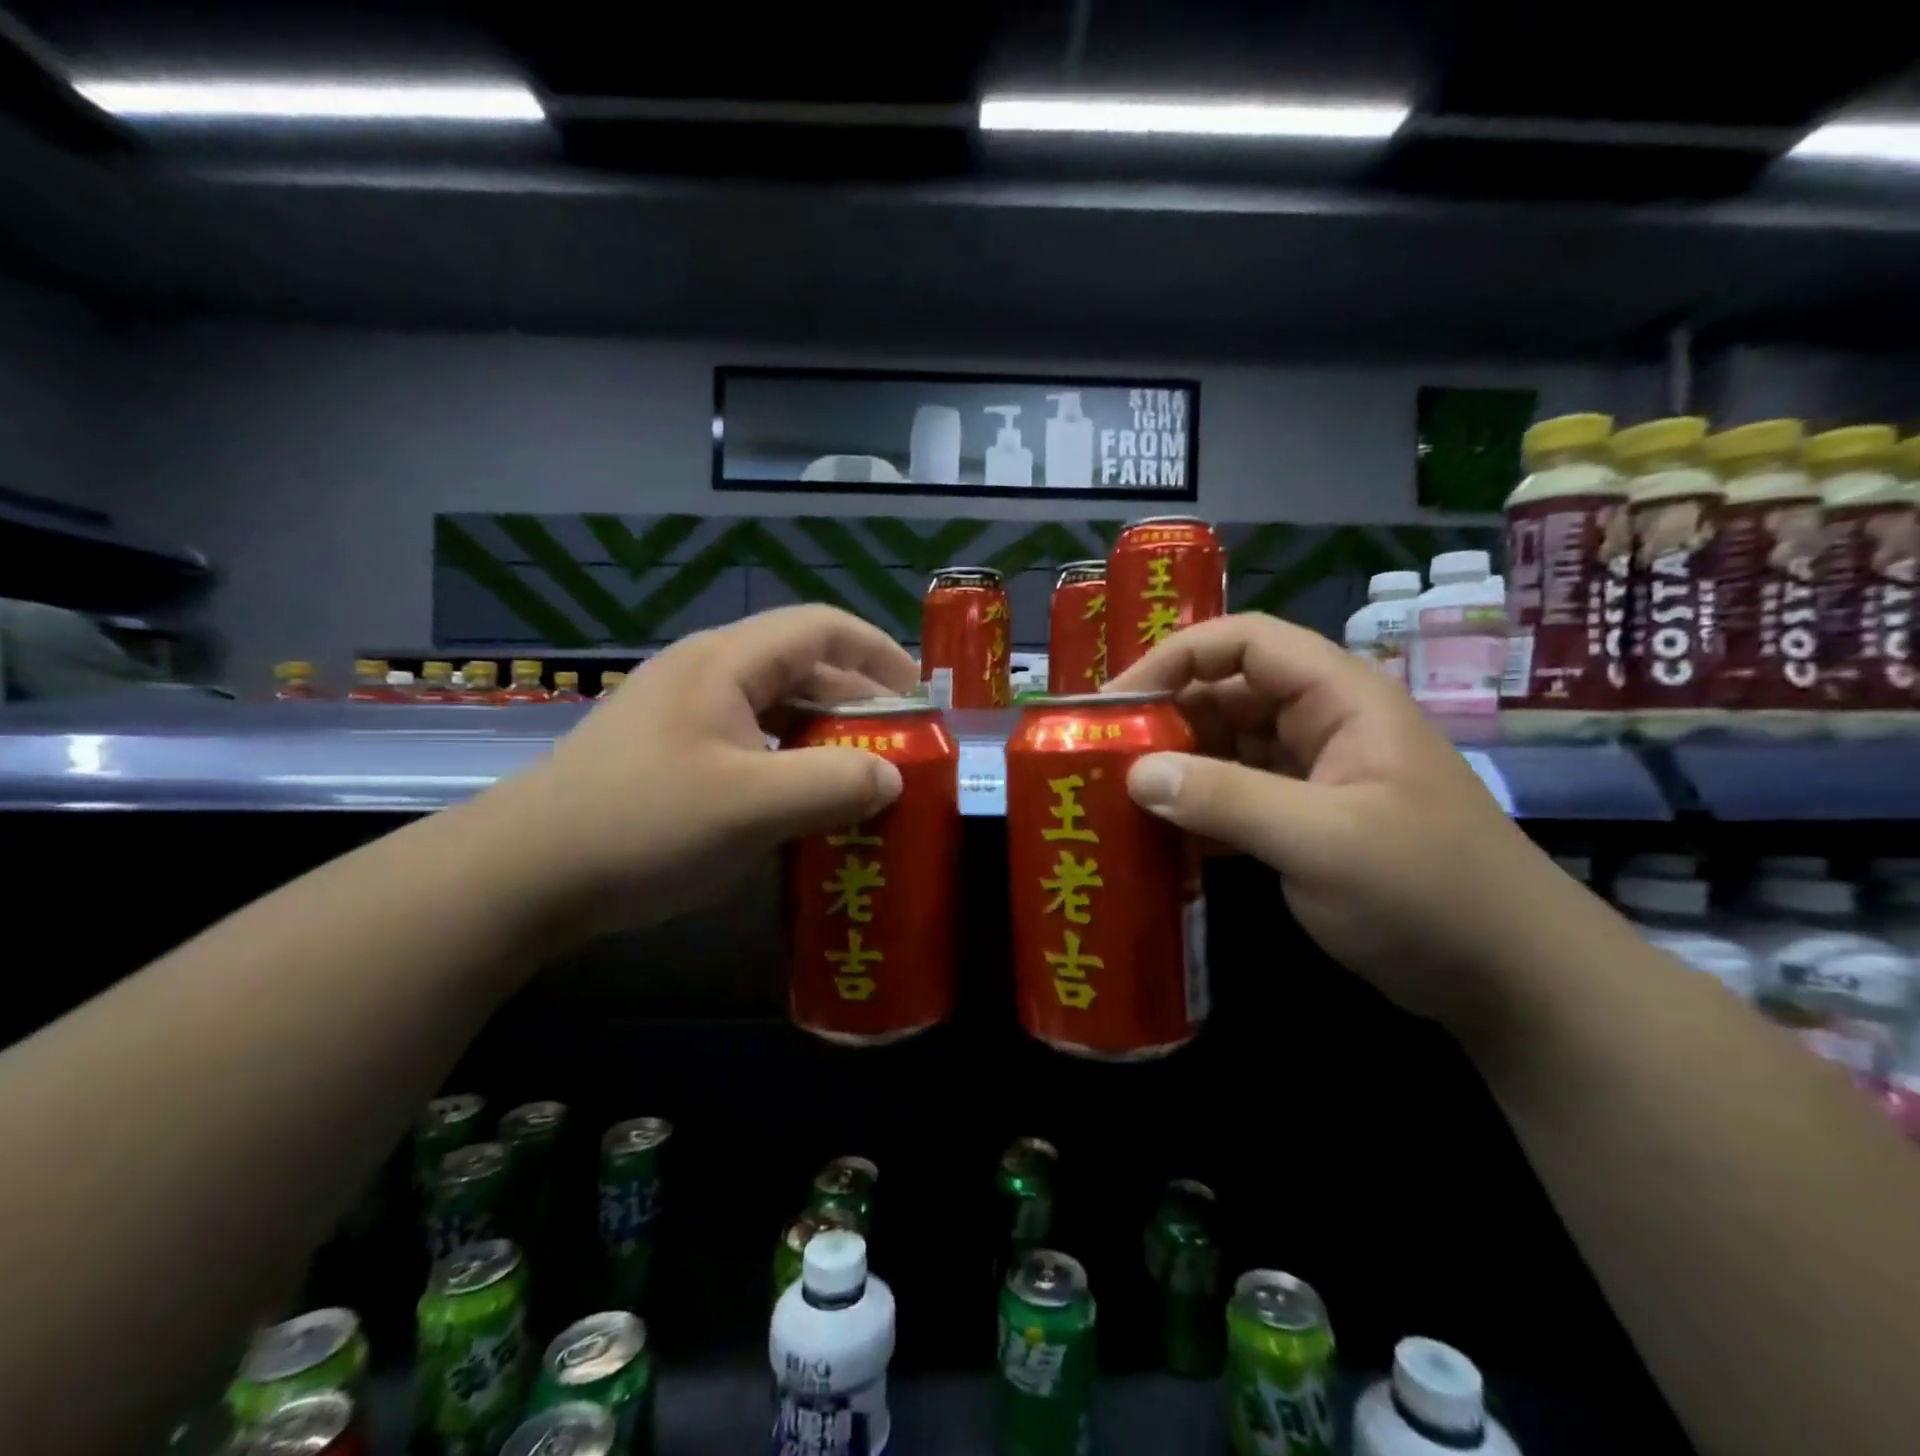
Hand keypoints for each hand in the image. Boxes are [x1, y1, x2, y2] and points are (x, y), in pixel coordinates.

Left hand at [474, 606, 916, 930]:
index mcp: (727, 663)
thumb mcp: (753, 806)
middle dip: (861, 705)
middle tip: (904, 751)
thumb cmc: (643, 826)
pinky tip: (805, 805)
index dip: (881, 654)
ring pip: (777, 710)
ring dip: (826, 739)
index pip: (822, 629)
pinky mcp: (671, 753)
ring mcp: (685, 714)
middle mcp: (707, 674)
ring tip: (866, 781)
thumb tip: (895, 778)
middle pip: (804, 669)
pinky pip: (751, 743)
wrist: (521, 875)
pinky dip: (791, 764)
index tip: (923, 697)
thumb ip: (836, 785)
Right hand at [1105, 613, 1583, 1031]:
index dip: (1175, 657)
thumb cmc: (1428, 891)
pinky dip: (1198, 808)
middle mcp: (1323, 723)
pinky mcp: (1307, 821)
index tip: (1116, 701)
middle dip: (1165, 718)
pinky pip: (1237, 795)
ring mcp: (1315, 774)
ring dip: (1177, 766)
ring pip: (1228, 747)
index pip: (1243, 642)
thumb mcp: (1322, 841)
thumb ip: (1225, 800)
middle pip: (1227, 693)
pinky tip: (1160, 835)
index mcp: (1339, 698)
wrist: (1512, 980)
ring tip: (1118, 796)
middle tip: (1103, 756)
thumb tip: (1135, 771)